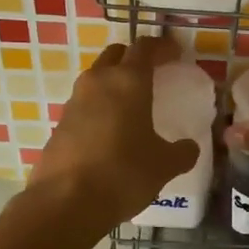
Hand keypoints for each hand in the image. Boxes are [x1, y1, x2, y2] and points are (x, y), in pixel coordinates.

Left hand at [27, 35, 200, 229]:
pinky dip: (98, 109)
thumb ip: (182, 152)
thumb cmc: (123, 174)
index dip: (162, 46)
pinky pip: (84, 105)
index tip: (175, 52)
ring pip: (96, 79)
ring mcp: (74, 102)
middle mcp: (98, 82)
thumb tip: (189, 148)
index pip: (145, 48)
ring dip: (113, 83)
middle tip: (151, 72)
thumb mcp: (164, 166)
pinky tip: (109, 132)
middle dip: (133, 58)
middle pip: (115, 55)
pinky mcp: (59, 125)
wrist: (65, 202)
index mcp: (128, 81)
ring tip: (130, 104)